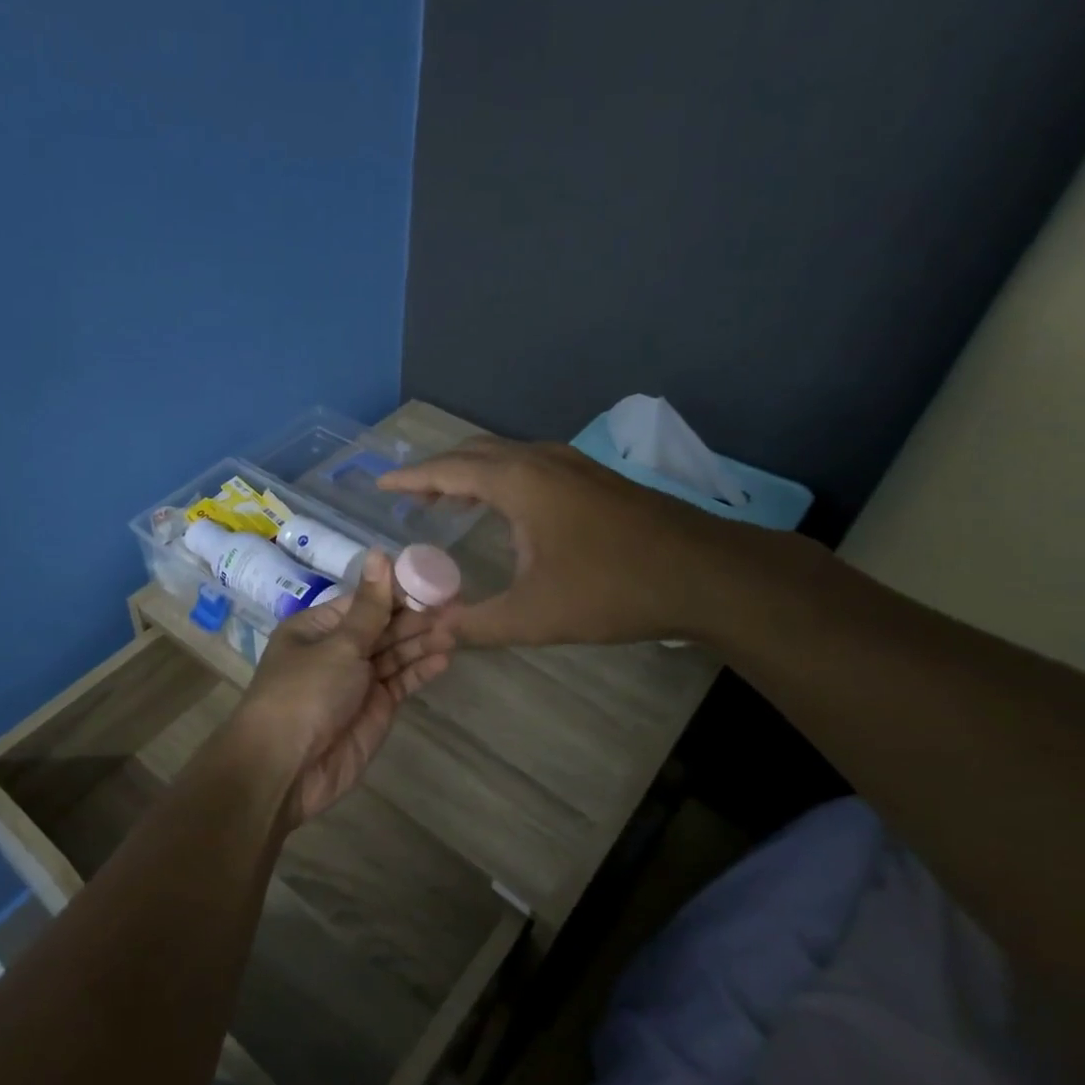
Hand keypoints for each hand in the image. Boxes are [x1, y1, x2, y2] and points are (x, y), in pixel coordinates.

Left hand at [233, 550, 452, 825]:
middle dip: (416, 616)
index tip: (432, 578)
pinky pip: (400, 682)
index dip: (397, 590)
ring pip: (395, 653)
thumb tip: (379, 553)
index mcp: (318, 627)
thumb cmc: (304, 693)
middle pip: (383, 626)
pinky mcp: (374, 710)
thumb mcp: (338, 644)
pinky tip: (444, 657)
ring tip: (457, 628)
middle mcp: (337, 650)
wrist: (285, 768)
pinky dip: (420, 670)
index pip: (364, 601)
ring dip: (423, 641)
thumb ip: (370, 606)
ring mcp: (357, 681)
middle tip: (456, 604)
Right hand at [376, 437, 758, 647]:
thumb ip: (476, 624)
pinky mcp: (592, 477)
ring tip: (445, 501)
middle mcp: (540, 460)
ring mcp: (571, 464)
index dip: (410, 478)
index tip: (380, 484)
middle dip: (436, 471)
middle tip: (408, 498)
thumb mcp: (534, 616)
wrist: (704, 573)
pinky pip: (528, 465)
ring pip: (504, 456)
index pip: (448, 469)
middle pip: (473, 453)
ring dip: (469, 473)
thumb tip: (432, 631)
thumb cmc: (612, 589)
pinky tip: (502, 508)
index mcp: (519, 482)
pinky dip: (498, 478)